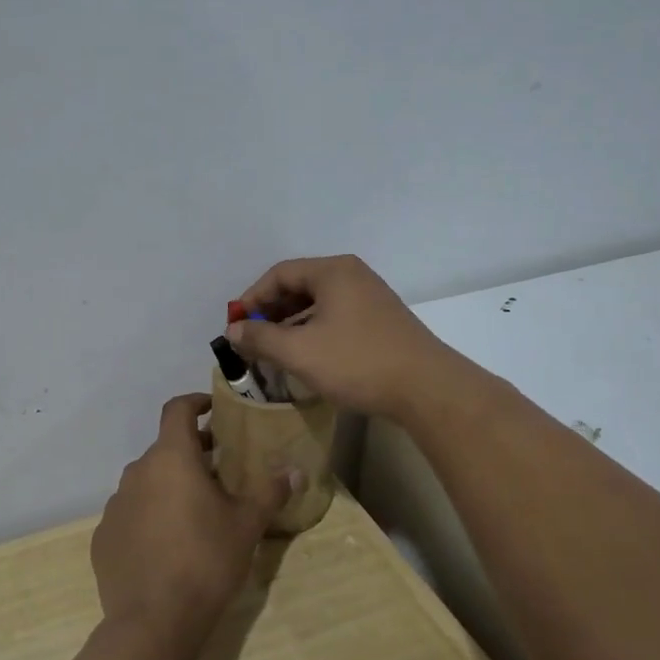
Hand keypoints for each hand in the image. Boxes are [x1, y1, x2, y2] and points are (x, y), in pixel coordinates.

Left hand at [92, 394, 291, 654]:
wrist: (154, 621)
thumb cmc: (206, 560)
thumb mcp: (247, 525)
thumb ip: (270, 492)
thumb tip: (296, 471)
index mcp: (171, 458)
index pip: (177, 409)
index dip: (196, 402)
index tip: (213, 410)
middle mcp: (137, 472)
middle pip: (165, 449)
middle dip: (191, 453)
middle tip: (220, 470)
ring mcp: (115, 505)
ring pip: (147, 483)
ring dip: (169, 486)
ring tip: (196, 511)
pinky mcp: (103, 538)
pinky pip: (131, 514)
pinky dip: (149, 517)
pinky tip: (167, 545)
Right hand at [225, 255, 464, 418]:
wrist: (426, 388)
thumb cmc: (357, 362)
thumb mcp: (299, 351)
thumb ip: (260, 337)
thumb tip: (233, 330)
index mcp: (333, 271)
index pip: (280, 274)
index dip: (252, 299)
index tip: (236, 327)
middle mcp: (353, 275)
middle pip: (300, 286)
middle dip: (271, 312)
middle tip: (252, 340)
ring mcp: (371, 297)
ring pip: (319, 304)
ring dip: (292, 324)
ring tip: (275, 352)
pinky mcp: (382, 320)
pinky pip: (337, 317)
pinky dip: (314, 331)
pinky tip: (308, 356)